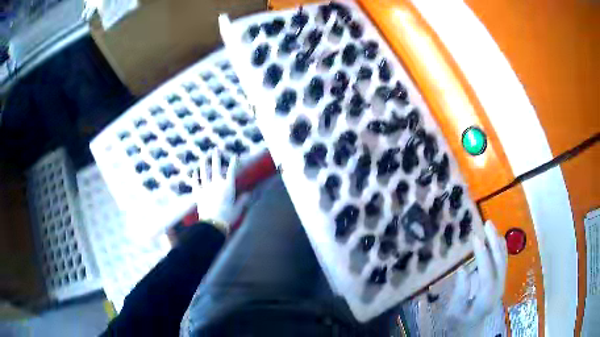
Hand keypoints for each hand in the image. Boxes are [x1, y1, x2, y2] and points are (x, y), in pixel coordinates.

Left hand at [192, 150, 249, 231]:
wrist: (213, 223)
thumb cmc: (228, 217)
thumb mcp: (238, 209)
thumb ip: (242, 200)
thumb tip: (248, 193)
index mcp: (228, 186)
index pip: (232, 171)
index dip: (234, 163)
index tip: (235, 156)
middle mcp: (217, 184)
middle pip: (216, 167)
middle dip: (216, 157)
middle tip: (215, 149)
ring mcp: (206, 187)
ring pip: (204, 172)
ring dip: (204, 164)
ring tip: (204, 157)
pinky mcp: (198, 194)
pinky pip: (196, 183)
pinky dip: (195, 177)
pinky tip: (194, 172)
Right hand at [446, 220, 507, 334]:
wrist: (471, 330)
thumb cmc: (460, 323)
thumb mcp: (454, 313)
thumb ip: (460, 292)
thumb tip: (463, 269)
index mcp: (486, 298)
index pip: (487, 272)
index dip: (482, 254)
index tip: (475, 238)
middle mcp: (497, 289)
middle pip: (499, 262)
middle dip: (494, 242)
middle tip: (487, 224)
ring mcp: (500, 284)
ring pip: (503, 260)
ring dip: (498, 242)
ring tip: (491, 227)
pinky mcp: (500, 282)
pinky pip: (502, 262)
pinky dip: (500, 248)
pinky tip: (496, 239)